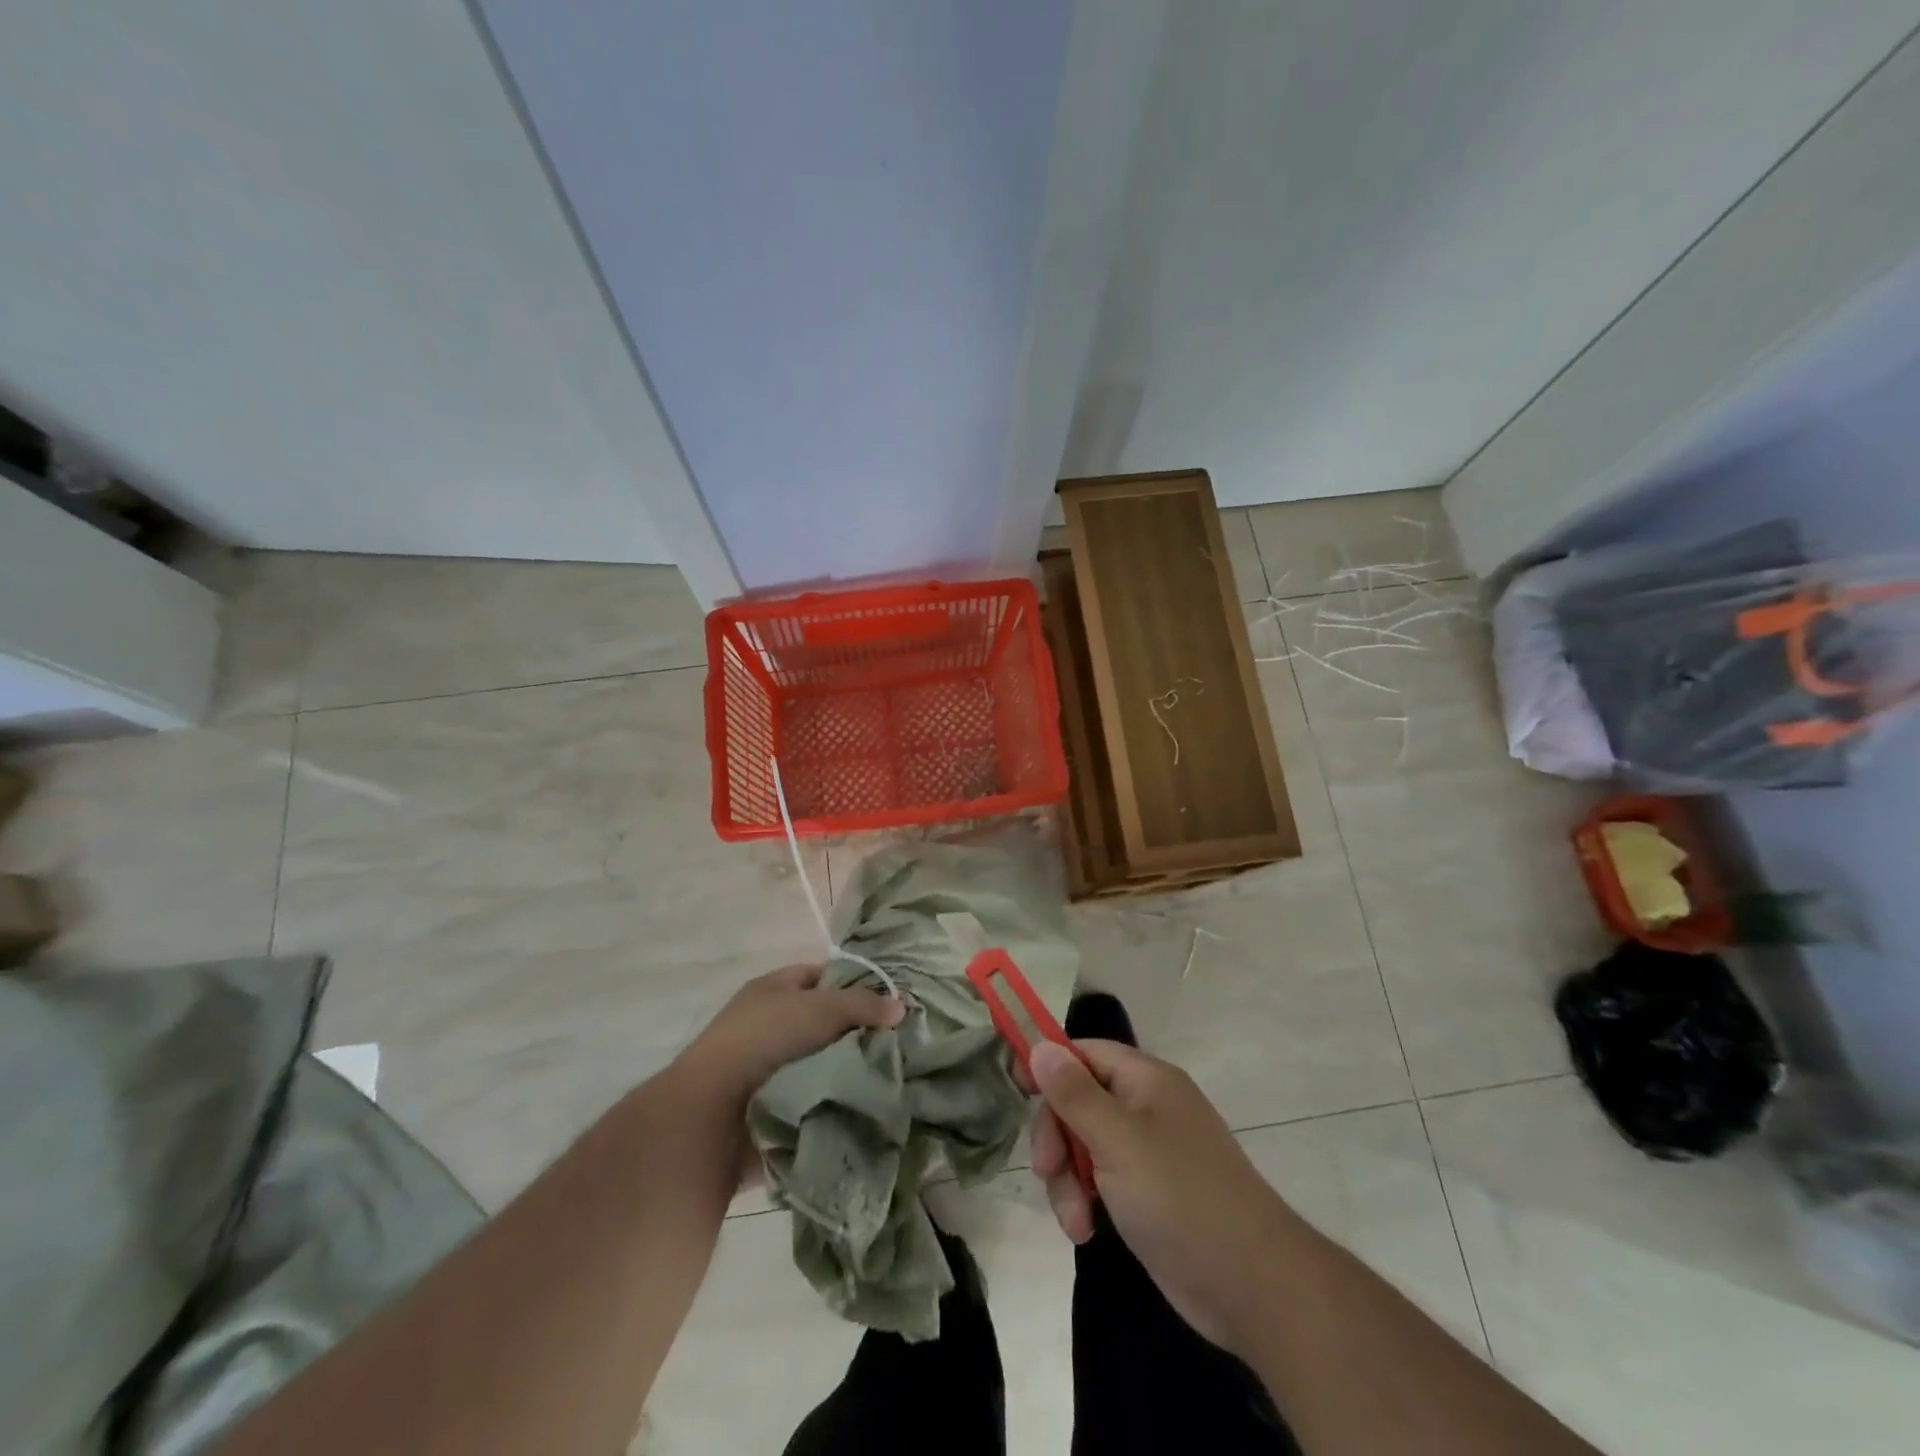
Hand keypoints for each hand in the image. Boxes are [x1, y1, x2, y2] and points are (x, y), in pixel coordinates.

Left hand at [673, 963, 902, 1112]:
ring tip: (892, 1073)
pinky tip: (869, 1101)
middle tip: (899, 1040)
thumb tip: (901, 1006)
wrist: (713, 1115)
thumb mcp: (820, 1008)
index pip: (820, 976)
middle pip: (824, 1021)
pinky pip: (816, 1096)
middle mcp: (769, 1024)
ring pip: (822, 1061)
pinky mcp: (774, 1106)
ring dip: (848, 1069)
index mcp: (772, 990)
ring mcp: (769, 1068)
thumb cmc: (764, 1041)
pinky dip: (836, 1099)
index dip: (853, 983)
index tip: (888, 999)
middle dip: (857, 1031)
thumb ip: (863, 1005)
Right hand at [1029, 1039, 1293, 1354]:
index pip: (1085, 1052)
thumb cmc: (1181, 1197)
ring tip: (1076, 1220)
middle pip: (1078, 1101)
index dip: (1049, 1064)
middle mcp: (1145, 1108)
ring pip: (1083, 1145)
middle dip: (1056, 1136)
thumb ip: (1074, 1094)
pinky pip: (1099, 1180)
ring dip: (1067, 1179)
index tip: (1017, 1088)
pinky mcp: (1146, 1194)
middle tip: (1047, 1170)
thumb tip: (1041, 1045)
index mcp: (1145, 1080)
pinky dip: (1086, 1201)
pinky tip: (1087, 1231)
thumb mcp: (1118, 1141)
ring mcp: (1147, 1152)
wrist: (1252, 1286)